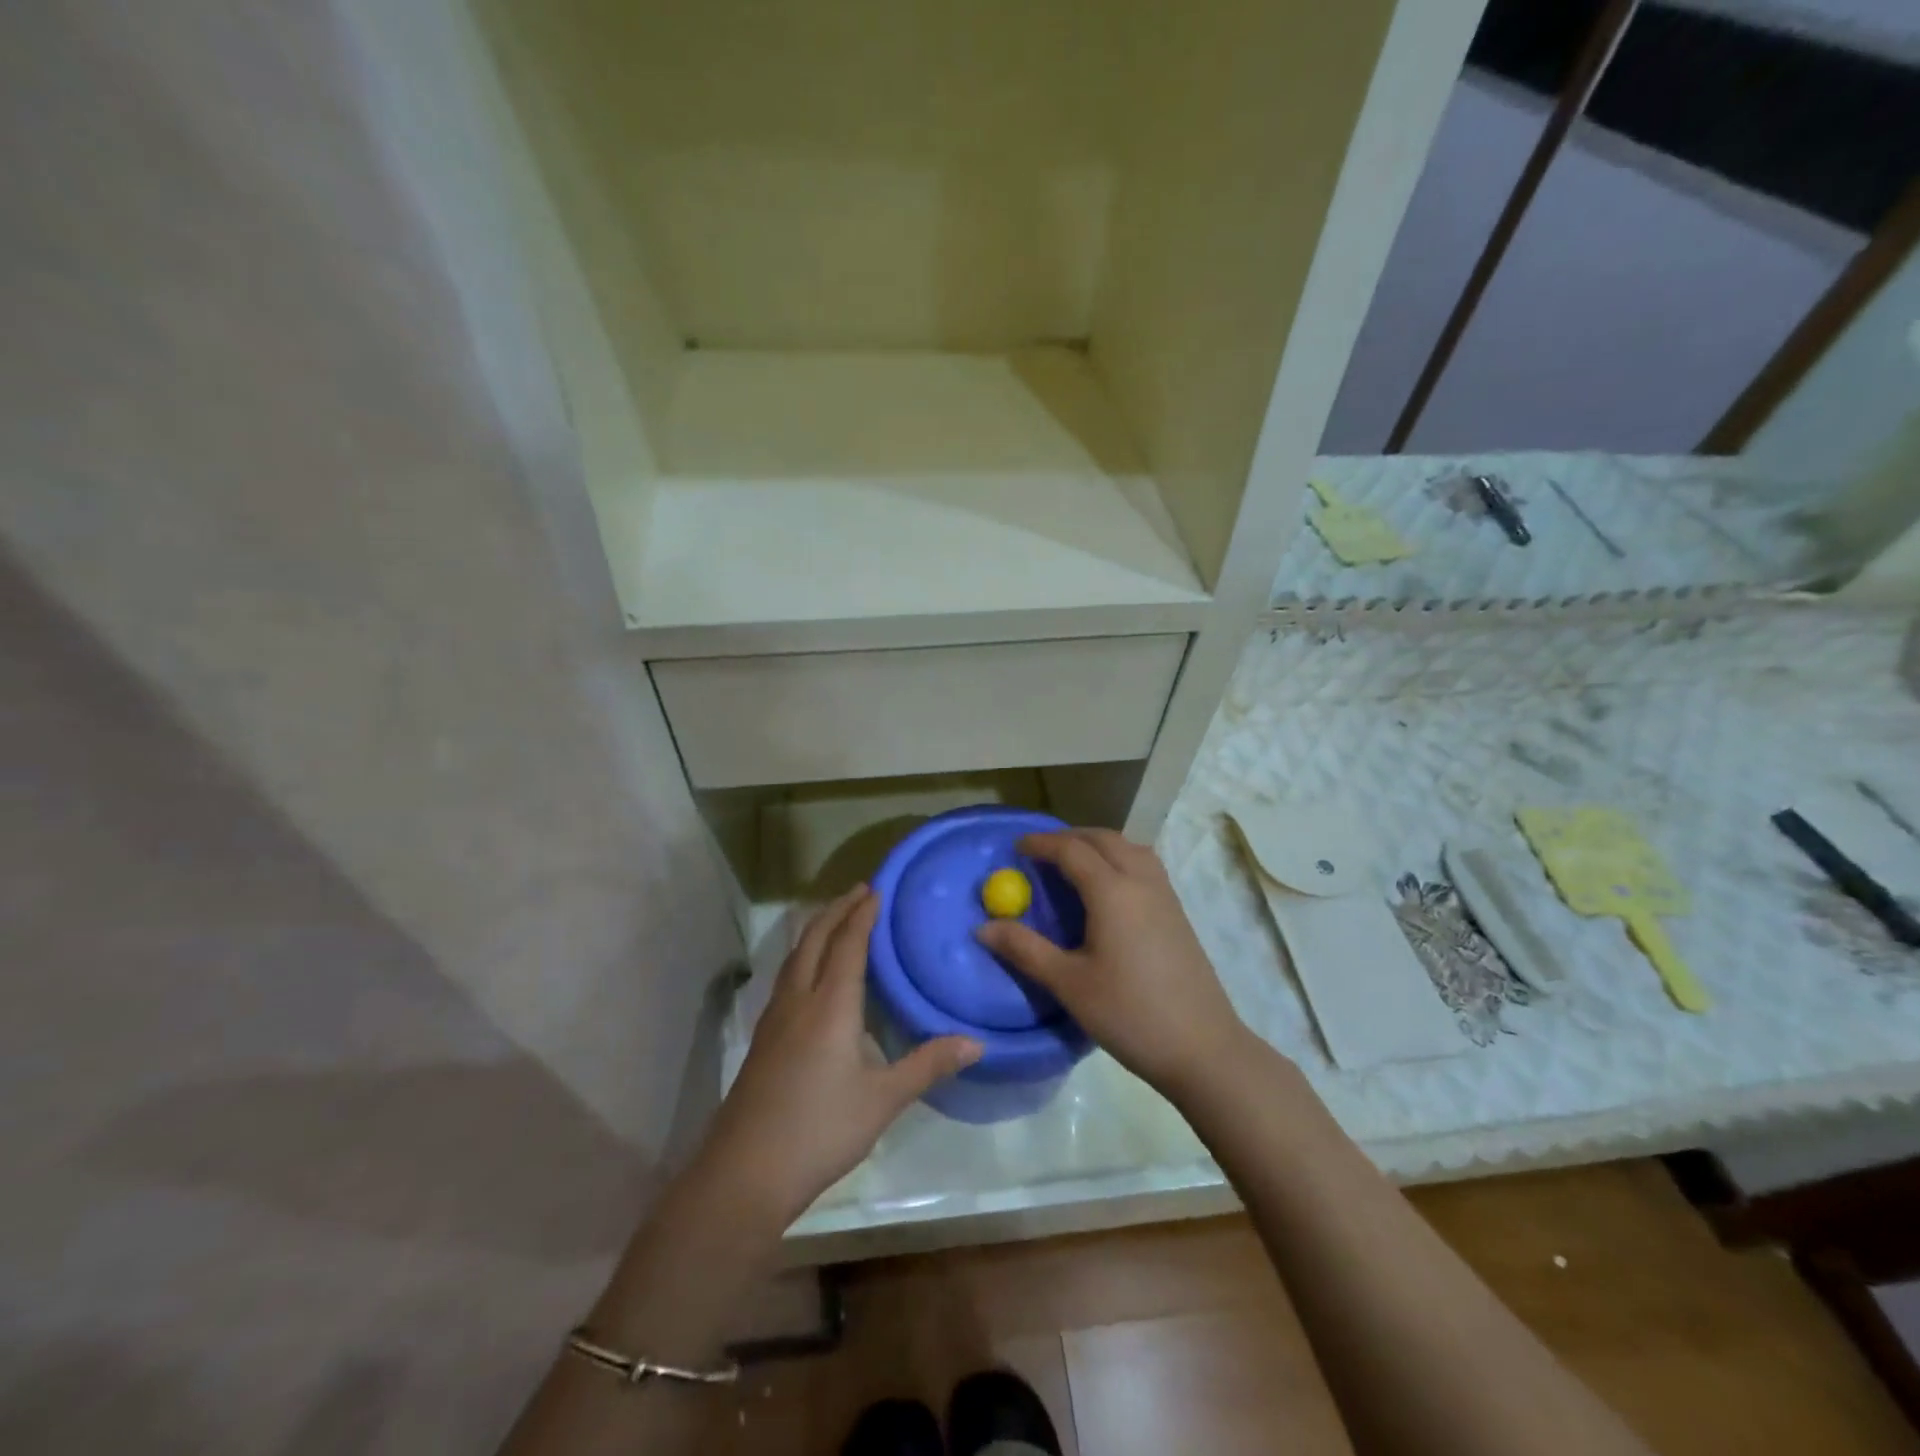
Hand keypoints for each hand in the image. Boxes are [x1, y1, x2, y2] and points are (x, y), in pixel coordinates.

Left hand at [699, 886, 982, 1224]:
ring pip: (795, 955)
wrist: (745, 1171)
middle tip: (860, 891)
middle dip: (837, 909)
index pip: (848, 944)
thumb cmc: (820, 1130)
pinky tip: (811, 973)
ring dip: (817, 928)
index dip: (863, 914)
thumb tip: (975, 1042)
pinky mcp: (763, 1037)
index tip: (877, 889)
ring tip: (836, 918)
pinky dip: (804, 954)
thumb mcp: (883, 1100)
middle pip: (815, 938)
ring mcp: (775, 1018)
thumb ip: (927, 1065)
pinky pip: (787, 975)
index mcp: (830, 1004)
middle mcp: (799, 999)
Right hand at [976, 829, 1247, 1096]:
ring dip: (1098, 844)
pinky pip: (1145, 865)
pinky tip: (1110, 887)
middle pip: (1103, 839)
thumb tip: (983, 928)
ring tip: (1074, 861)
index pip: (1071, 850)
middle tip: (1042, 851)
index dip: (1041, 844)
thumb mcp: (1069, 984)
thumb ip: (1025, 949)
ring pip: (1129, 847)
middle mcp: (1141, 881)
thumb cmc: (1130, 1014)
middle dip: (1070, 837)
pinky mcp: (1178, 912)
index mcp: (1112, 891)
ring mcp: (1165, 895)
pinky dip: (1120, 858)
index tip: (1016, 847)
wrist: (1203, 1047)